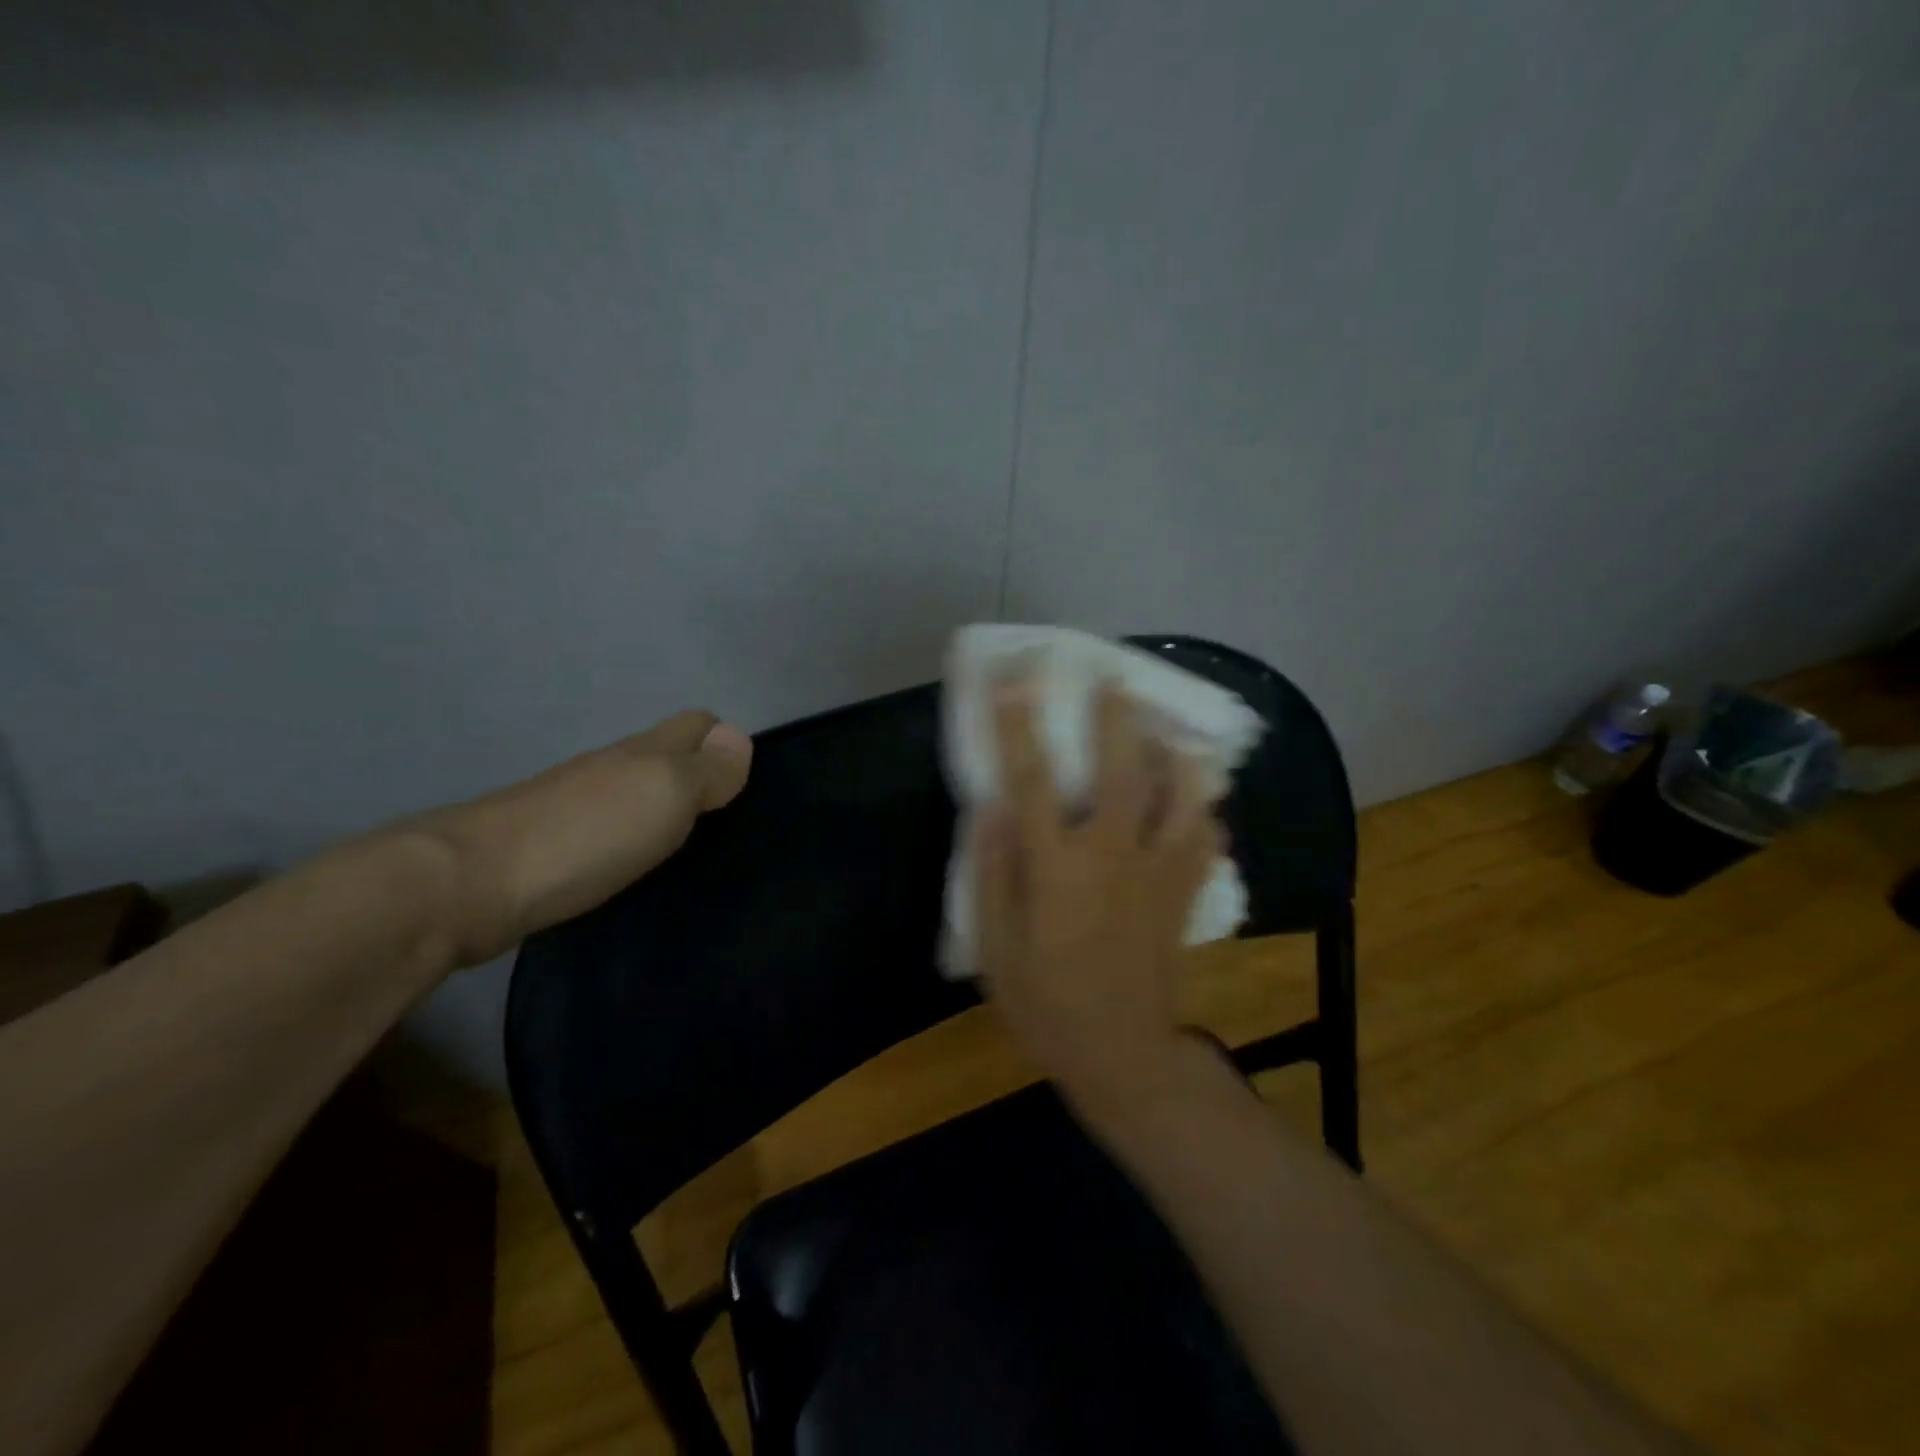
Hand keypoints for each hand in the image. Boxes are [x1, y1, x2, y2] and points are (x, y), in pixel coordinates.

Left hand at [410, 711, 752, 967]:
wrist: (469, 885)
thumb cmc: (587, 833)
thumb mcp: (666, 793)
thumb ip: (707, 769)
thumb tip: (739, 738)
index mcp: (642, 752)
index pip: (695, 724)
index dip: (724, 741)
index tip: (746, 781)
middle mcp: (608, 769)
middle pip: (663, 756)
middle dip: (697, 773)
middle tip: (728, 818)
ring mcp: (572, 806)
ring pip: (632, 791)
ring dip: (661, 807)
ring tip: (690, 845)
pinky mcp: (547, 847)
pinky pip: (605, 827)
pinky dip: (629, 837)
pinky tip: (634, 865)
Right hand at [973, 678, 1219, 1115]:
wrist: (1121, 1055)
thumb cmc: (1046, 1004)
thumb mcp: (995, 948)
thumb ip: (992, 873)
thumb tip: (991, 809)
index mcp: (1056, 868)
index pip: (1032, 780)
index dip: (1020, 725)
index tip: (1015, 678)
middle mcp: (1112, 856)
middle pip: (1122, 772)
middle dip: (1117, 719)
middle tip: (1114, 679)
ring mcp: (1157, 873)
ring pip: (1180, 797)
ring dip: (1175, 756)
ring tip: (1170, 731)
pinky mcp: (1184, 894)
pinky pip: (1205, 839)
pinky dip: (1205, 813)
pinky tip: (1201, 801)